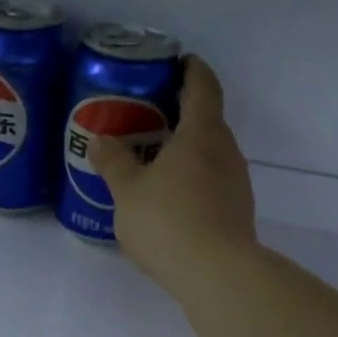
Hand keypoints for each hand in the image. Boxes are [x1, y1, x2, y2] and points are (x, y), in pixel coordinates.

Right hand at [89, 55, 256, 292]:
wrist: (216, 275)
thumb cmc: (168, 221)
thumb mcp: (127, 191)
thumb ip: (113, 162)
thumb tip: (100, 140)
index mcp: (202, 133)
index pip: (203, 86)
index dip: (191, 69)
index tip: (178, 61)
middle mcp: (226, 151)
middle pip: (207, 121)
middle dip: (181, 115)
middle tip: (148, 119)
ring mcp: (237, 183)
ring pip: (210, 155)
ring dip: (186, 152)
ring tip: (153, 163)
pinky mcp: (237, 212)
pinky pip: (212, 184)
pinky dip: (192, 181)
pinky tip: (169, 202)